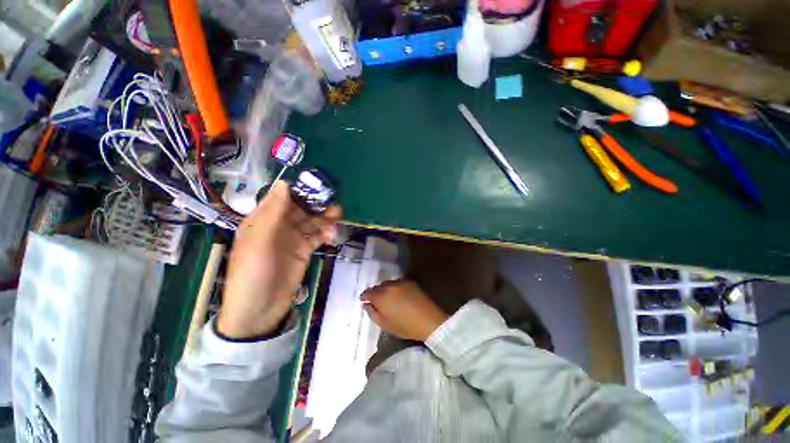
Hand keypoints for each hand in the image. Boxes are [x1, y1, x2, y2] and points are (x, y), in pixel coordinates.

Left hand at [217, 181, 341, 338]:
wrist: (261, 309)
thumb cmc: (254, 273)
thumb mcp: (260, 240)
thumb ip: (273, 212)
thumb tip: (284, 182)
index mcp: (263, 219)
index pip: (283, 197)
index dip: (300, 190)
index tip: (319, 188)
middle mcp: (278, 225)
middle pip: (301, 208)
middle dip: (318, 205)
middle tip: (334, 207)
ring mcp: (292, 238)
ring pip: (312, 221)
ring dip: (324, 219)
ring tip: (336, 221)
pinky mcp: (303, 250)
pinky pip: (317, 236)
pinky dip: (325, 233)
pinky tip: (330, 237)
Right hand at [361, 279, 448, 341]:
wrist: (429, 320)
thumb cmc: (405, 326)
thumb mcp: (385, 324)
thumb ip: (372, 312)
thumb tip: (366, 304)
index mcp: (381, 296)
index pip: (368, 292)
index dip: (365, 296)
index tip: (364, 300)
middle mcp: (389, 286)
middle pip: (378, 286)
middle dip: (376, 293)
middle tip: (377, 301)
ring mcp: (400, 282)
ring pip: (388, 283)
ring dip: (386, 289)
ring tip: (389, 298)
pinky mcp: (410, 281)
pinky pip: (398, 282)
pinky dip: (395, 287)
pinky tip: (399, 295)